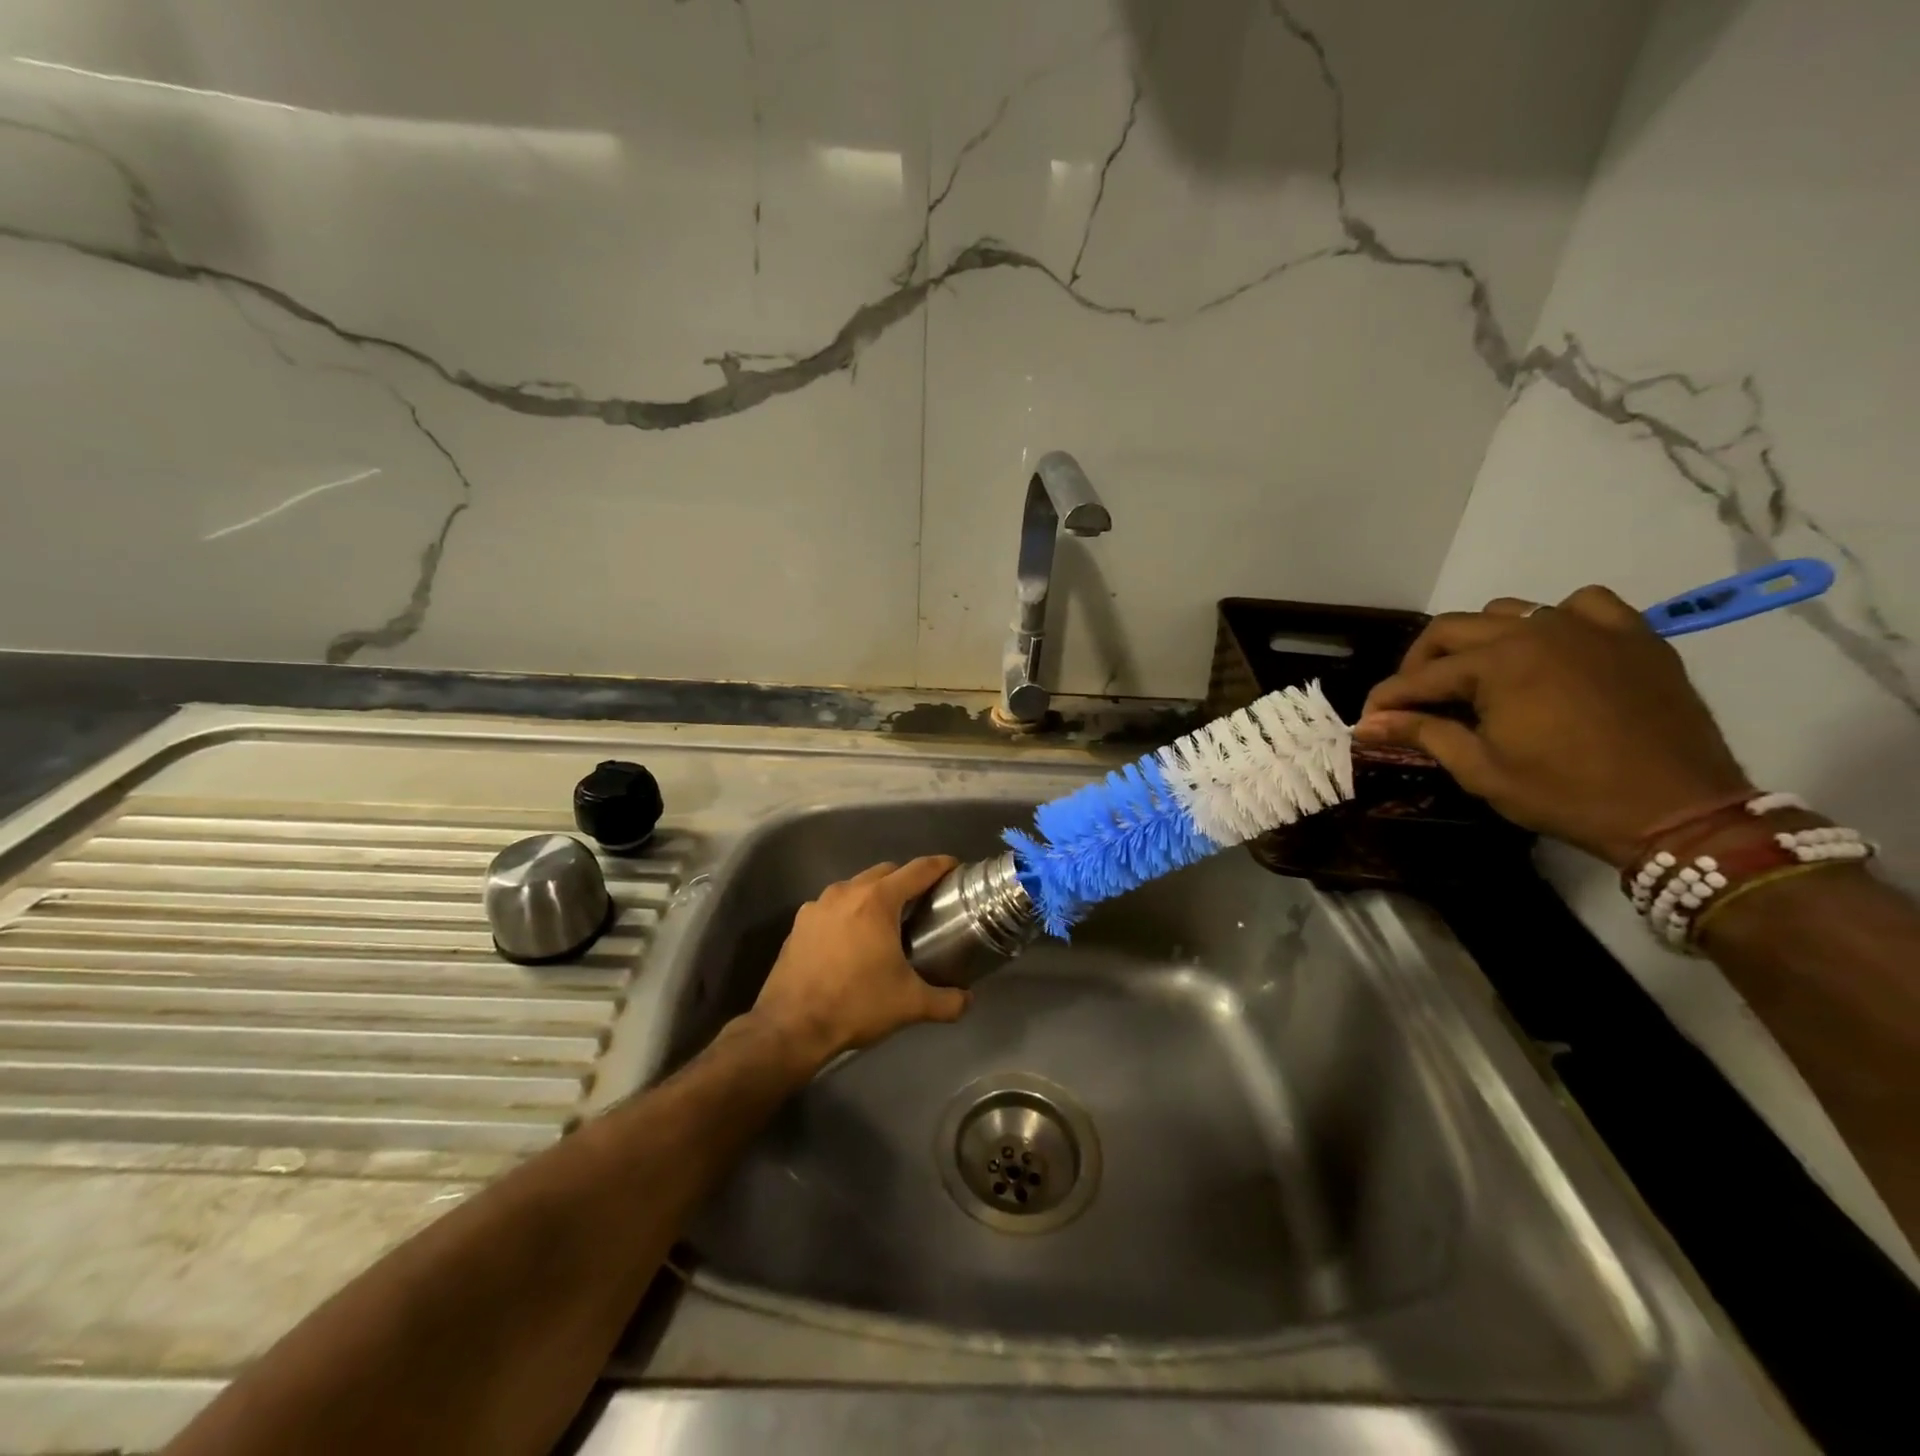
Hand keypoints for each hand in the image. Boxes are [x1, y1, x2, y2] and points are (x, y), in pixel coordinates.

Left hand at [747, 856, 968, 1071]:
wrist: (791, 1027)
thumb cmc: (856, 1005)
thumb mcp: (910, 1005)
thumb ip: (947, 1001)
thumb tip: (967, 1000)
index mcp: (877, 901)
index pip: (918, 870)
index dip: (940, 865)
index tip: (955, 868)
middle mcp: (847, 892)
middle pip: (886, 872)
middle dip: (907, 880)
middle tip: (924, 901)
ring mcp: (818, 905)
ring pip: (856, 886)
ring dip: (875, 895)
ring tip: (888, 921)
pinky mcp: (799, 923)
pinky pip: (832, 906)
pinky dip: (848, 913)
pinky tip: (852, 939)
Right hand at [1353, 586, 1751, 866]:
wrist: (1678, 811)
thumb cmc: (1565, 794)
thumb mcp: (1480, 769)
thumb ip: (1421, 734)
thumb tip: (1366, 724)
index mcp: (1496, 663)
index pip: (1420, 676)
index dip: (1387, 699)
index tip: (1368, 720)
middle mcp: (1536, 631)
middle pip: (1453, 629)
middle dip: (1421, 663)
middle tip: (1413, 700)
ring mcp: (1589, 627)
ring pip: (1509, 612)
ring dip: (1480, 640)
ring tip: (1478, 677)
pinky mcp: (1633, 635)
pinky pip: (1583, 605)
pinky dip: (1556, 620)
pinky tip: (1552, 650)